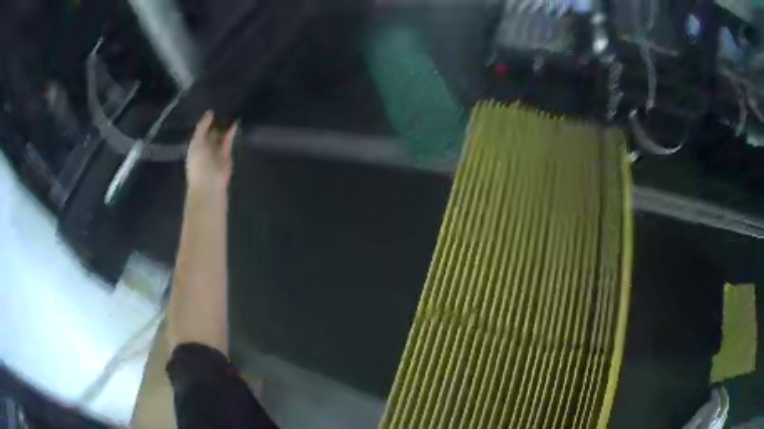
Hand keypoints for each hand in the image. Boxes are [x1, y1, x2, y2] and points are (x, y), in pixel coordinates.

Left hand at [186, 111, 236, 192]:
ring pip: (220, 135)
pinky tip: (235, 122)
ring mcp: (216, 151)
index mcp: (195, 144)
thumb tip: (210, 112)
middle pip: (211, 131)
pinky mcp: (226, 155)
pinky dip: (231, 132)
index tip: (213, 107)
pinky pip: (228, 141)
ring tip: (231, 111)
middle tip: (223, 106)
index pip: (201, 129)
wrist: (209, 185)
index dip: (205, 120)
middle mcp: (205, 147)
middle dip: (216, 122)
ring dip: (225, 126)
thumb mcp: (196, 142)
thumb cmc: (198, 164)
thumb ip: (202, 127)